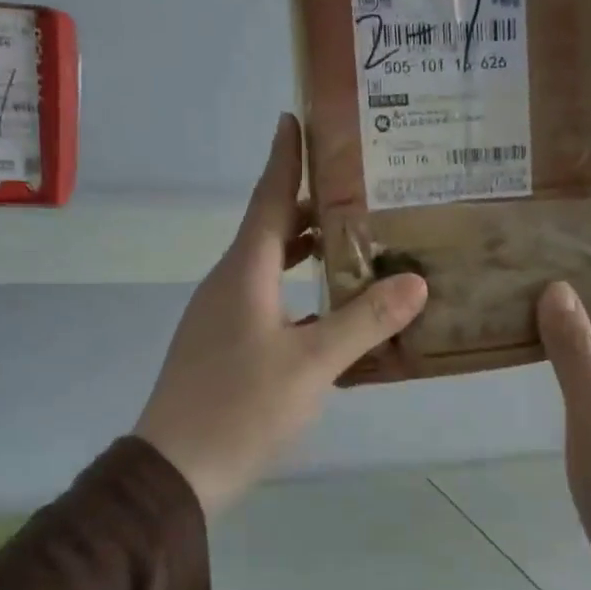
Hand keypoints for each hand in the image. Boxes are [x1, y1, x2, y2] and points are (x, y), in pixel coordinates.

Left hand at [133, 113, 428, 515]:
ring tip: (354, 242)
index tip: (295, 116)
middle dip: (311, 205)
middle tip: (361, 189)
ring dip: (306, 251)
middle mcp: (229, 283)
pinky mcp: (223, 347)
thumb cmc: (241, 408)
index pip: (268, 197)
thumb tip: (415, 280)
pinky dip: (298, 291)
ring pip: (269, 267)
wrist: (176, 473)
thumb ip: (364, 321)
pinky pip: (266, 300)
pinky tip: (330, 311)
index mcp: (244, 272)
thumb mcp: (312, 364)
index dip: (285, 157)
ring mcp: (221, 317)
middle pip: (272, 229)